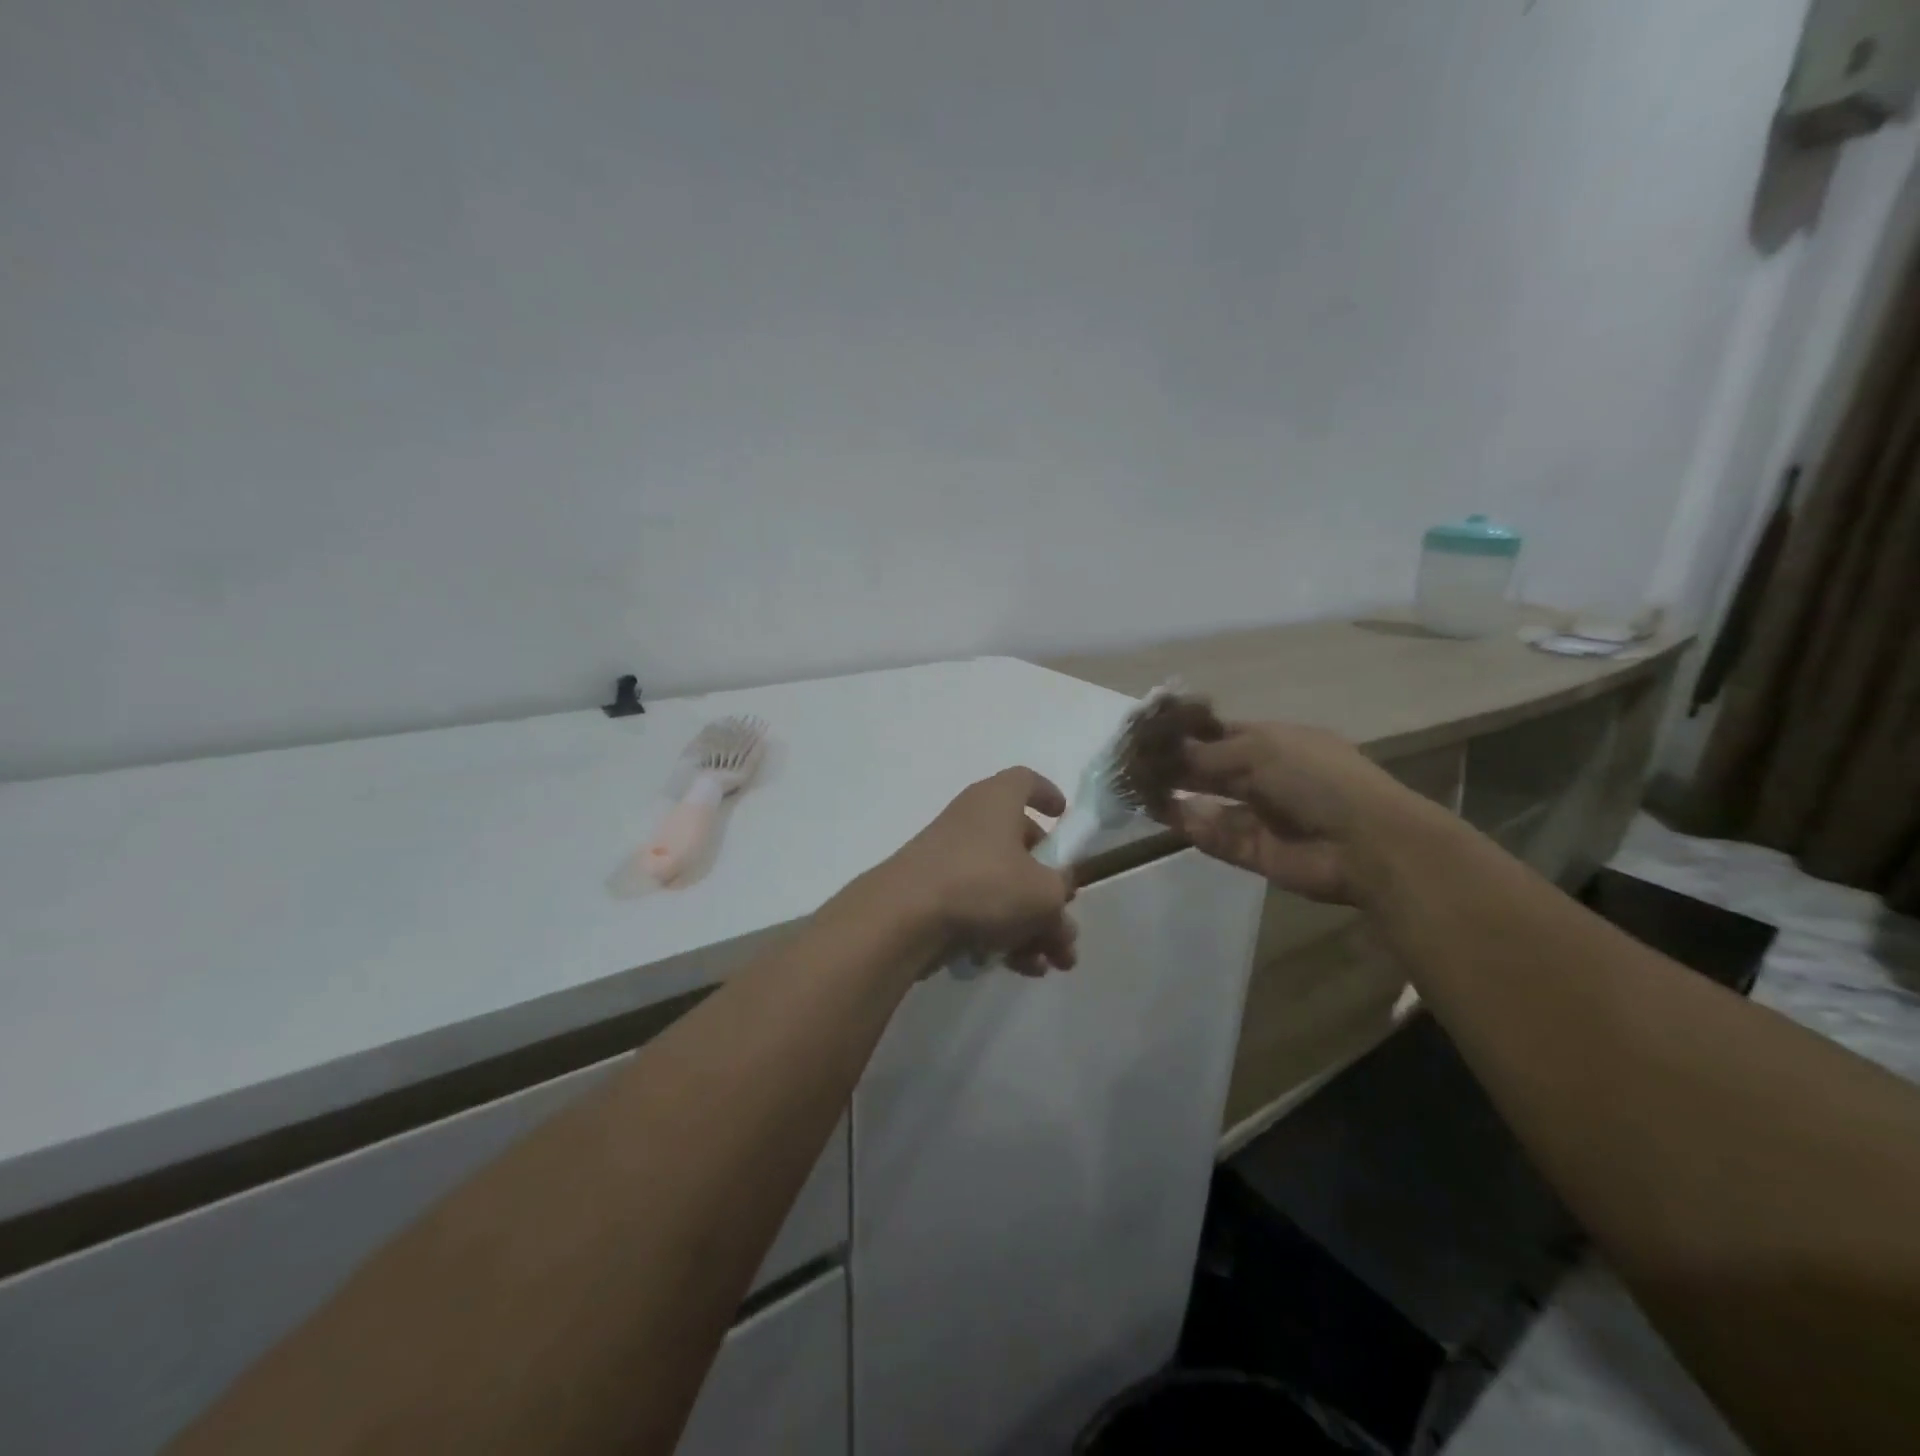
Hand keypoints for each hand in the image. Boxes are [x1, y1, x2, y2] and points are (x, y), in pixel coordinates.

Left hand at [880, 768, 1077, 974]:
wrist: (904, 917)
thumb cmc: (983, 884)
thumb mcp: (1044, 892)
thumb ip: (1061, 894)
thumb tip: (1059, 899)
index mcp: (998, 801)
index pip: (1025, 782)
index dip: (1047, 795)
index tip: (1063, 817)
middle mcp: (972, 822)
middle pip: (1020, 847)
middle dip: (1050, 890)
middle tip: (1067, 923)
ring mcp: (949, 859)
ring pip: (1002, 887)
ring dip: (1033, 924)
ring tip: (1055, 962)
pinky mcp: (933, 895)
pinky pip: (978, 909)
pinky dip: (1002, 934)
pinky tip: (1023, 968)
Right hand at [1163, 722, 1437, 905]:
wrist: (1364, 843)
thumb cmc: (1316, 778)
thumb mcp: (1259, 750)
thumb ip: (1206, 754)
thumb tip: (1162, 752)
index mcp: (1273, 742)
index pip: (1219, 732)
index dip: (1185, 732)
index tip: (1148, 734)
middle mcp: (1263, 776)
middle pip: (1208, 768)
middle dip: (1174, 764)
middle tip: (1132, 762)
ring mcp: (1258, 815)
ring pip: (1207, 802)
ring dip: (1174, 794)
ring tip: (1136, 786)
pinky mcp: (1252, 850)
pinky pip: (1213, 834)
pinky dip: (1188, 824)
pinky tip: (1160, 811)